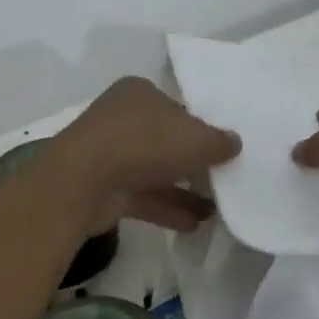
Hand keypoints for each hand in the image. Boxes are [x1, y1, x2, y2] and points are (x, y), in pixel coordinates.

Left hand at [46, 77, 240, 232]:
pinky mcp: (104, 188)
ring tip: (217, 209)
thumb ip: (219, 141)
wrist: (85, 181)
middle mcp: (122, 118)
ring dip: (184, 190)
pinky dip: (167, 209)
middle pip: (165, 139)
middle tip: (222, 178)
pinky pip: (143, 197)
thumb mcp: (197, 138)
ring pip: (154, 171)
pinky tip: (196, 225)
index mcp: (140, 93)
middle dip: (191, 160)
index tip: (221, 147)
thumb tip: (234, 143)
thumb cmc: (145, 143)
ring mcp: (110, 154)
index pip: (176, 106)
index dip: (199, 125)